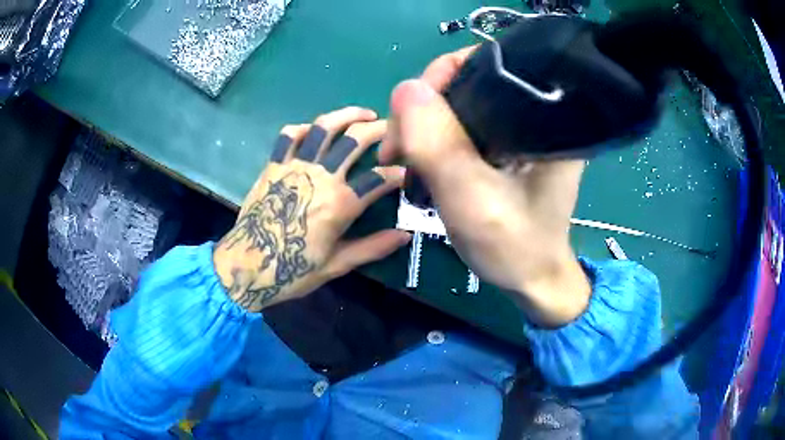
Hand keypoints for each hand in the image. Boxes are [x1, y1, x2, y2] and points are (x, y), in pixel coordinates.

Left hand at [214, 107, 410, 311]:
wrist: (248, 264)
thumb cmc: (293, 270)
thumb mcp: (337, 264)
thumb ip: (373, 248)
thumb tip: (404, 236)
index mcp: (341, 203)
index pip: (379, 179)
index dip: (398, 173)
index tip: (407, 172)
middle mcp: (321, 176)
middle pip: (356, 140)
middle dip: (379, 130)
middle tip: (391, 127)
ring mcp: (295, 166)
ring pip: (324, 127)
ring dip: (347, 115)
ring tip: (362, 113)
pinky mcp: (274, 165)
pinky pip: (289, 136)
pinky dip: (303, 128)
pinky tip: (313, 129)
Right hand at [380, 48, 590, 326]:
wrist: (531, 280)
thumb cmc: (513, 246)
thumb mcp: (471, 199)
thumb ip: (438, 144)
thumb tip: (405, 87)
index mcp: (545, 116)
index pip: (487, 65)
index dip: (439, 78)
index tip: (408, 116)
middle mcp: (536, 113)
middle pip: (467, 84)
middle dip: (424, 110)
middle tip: (397, 151)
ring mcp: (520, 130)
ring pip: (459, 106)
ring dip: (423, 128)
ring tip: (403, 162)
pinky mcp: (508, 145)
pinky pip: (462, 126)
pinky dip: (435, 141)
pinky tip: (422, 164)